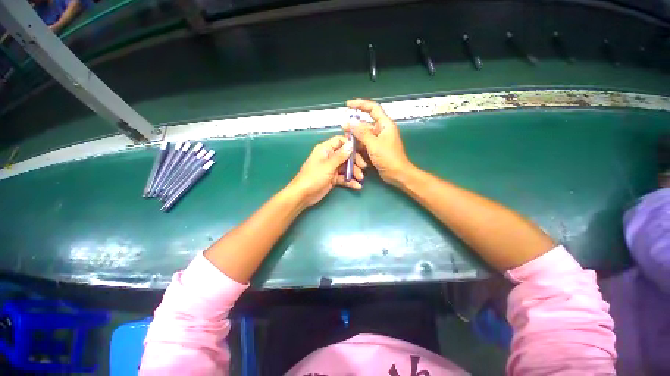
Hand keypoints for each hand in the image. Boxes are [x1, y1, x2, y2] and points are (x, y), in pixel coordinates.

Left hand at [288, 135, 366, 205]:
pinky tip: (357, 186)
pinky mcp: (333, 178)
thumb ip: (340, 156)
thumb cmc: (314, 177)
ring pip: (346, 167)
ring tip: (360, 178)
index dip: (350, 144)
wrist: (303, 195)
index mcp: (325, 150)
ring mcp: (332, 168)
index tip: (361, 150)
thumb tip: (351, 144)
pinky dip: (350, 181)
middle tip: (363, 167)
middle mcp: (329, 157)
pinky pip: (344, 177)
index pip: (340, 141)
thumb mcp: (328, 166)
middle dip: (355, 161)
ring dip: (354, 172)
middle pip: (346, 155)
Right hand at [344, 99, 413, 184]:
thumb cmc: (389, 158)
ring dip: (355, 140)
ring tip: (347, 143)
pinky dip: (358, 147)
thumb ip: (361, 133)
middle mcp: (380, 131)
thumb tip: (350, 122)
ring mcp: (377, 141)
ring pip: (362, 136)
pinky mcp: (374, 149)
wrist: (397, 174)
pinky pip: (364, 145)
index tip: (348, 105)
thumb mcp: (374, 144)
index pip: (372, 108)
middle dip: (354, 128)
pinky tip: (352, 150)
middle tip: (343, 131)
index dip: (360, 104)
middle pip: (364, 125)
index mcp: (384, 125)